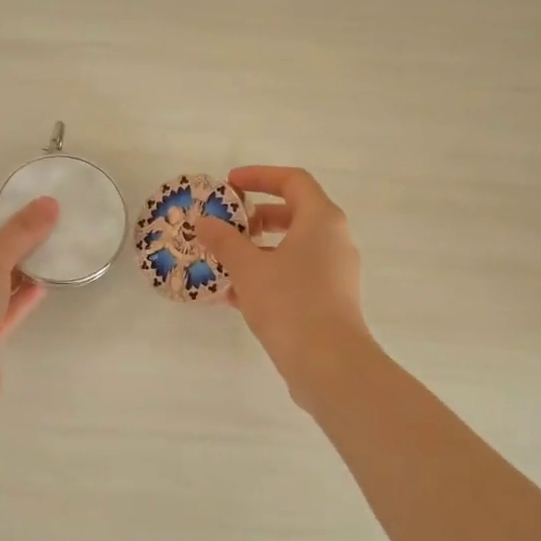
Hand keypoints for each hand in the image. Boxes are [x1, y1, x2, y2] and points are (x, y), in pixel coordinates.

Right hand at [193, 166, 378, 402]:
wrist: (329, 363)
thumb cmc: (290, 303)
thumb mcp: (248, 268)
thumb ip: (225, 241)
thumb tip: (205, 222)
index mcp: (321, 219)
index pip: (293, 180)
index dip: (260, 176)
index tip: (229, 184)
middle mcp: (334, 239)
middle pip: (294, 214)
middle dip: (257, 217)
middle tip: (228, 226)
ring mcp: (336, 271)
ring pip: (293, 248)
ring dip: (258, 251)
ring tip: (224, 263)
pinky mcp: (331, 299)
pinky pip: (296, 275)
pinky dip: (269, 276)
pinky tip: (235, 296)